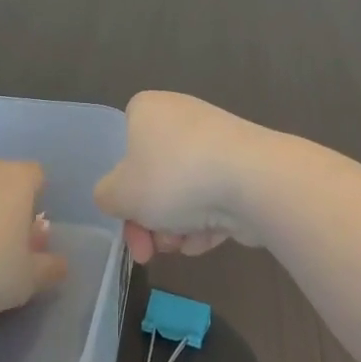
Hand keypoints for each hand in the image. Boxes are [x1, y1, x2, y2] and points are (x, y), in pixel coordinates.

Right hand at [94, 92, 275, 263]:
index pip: (122, 144)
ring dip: (175, 226)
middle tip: (148, 252)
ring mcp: (216, 142)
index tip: (125, 216)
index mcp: (147, 109)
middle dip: (149, 220)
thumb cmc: (174, 177)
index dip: (121, 187)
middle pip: (153, 176)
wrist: (254, 181)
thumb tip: (118, 196)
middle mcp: (182, 117)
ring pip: (182, 193)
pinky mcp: (242, 167)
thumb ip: (106, 196)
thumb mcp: (118, 193)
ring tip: (182, 245)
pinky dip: (205, 222)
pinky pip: (213, 199)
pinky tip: (206, 240)